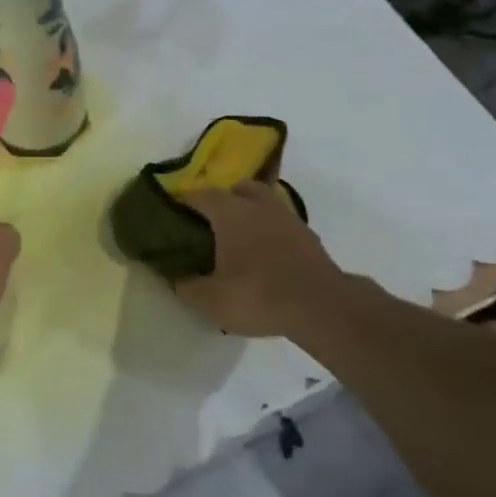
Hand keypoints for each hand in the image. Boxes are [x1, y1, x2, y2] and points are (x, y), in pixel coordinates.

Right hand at [174, 182, 352, 337]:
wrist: (323, 308)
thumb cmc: (258, 295)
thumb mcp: (210, 300)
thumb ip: (187, 286)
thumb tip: (175, 277)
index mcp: (230, 212)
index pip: (199, 194)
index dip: (183, 201)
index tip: (172, 211)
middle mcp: (259, 206)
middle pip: (238, 188)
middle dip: (223, 198)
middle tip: (210, 220)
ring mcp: (288, 219)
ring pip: (264, 202)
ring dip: (250, 212)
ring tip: (239, 236)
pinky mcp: (309, 238)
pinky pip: (281, 223)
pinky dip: (270, 231)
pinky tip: (264, 253)